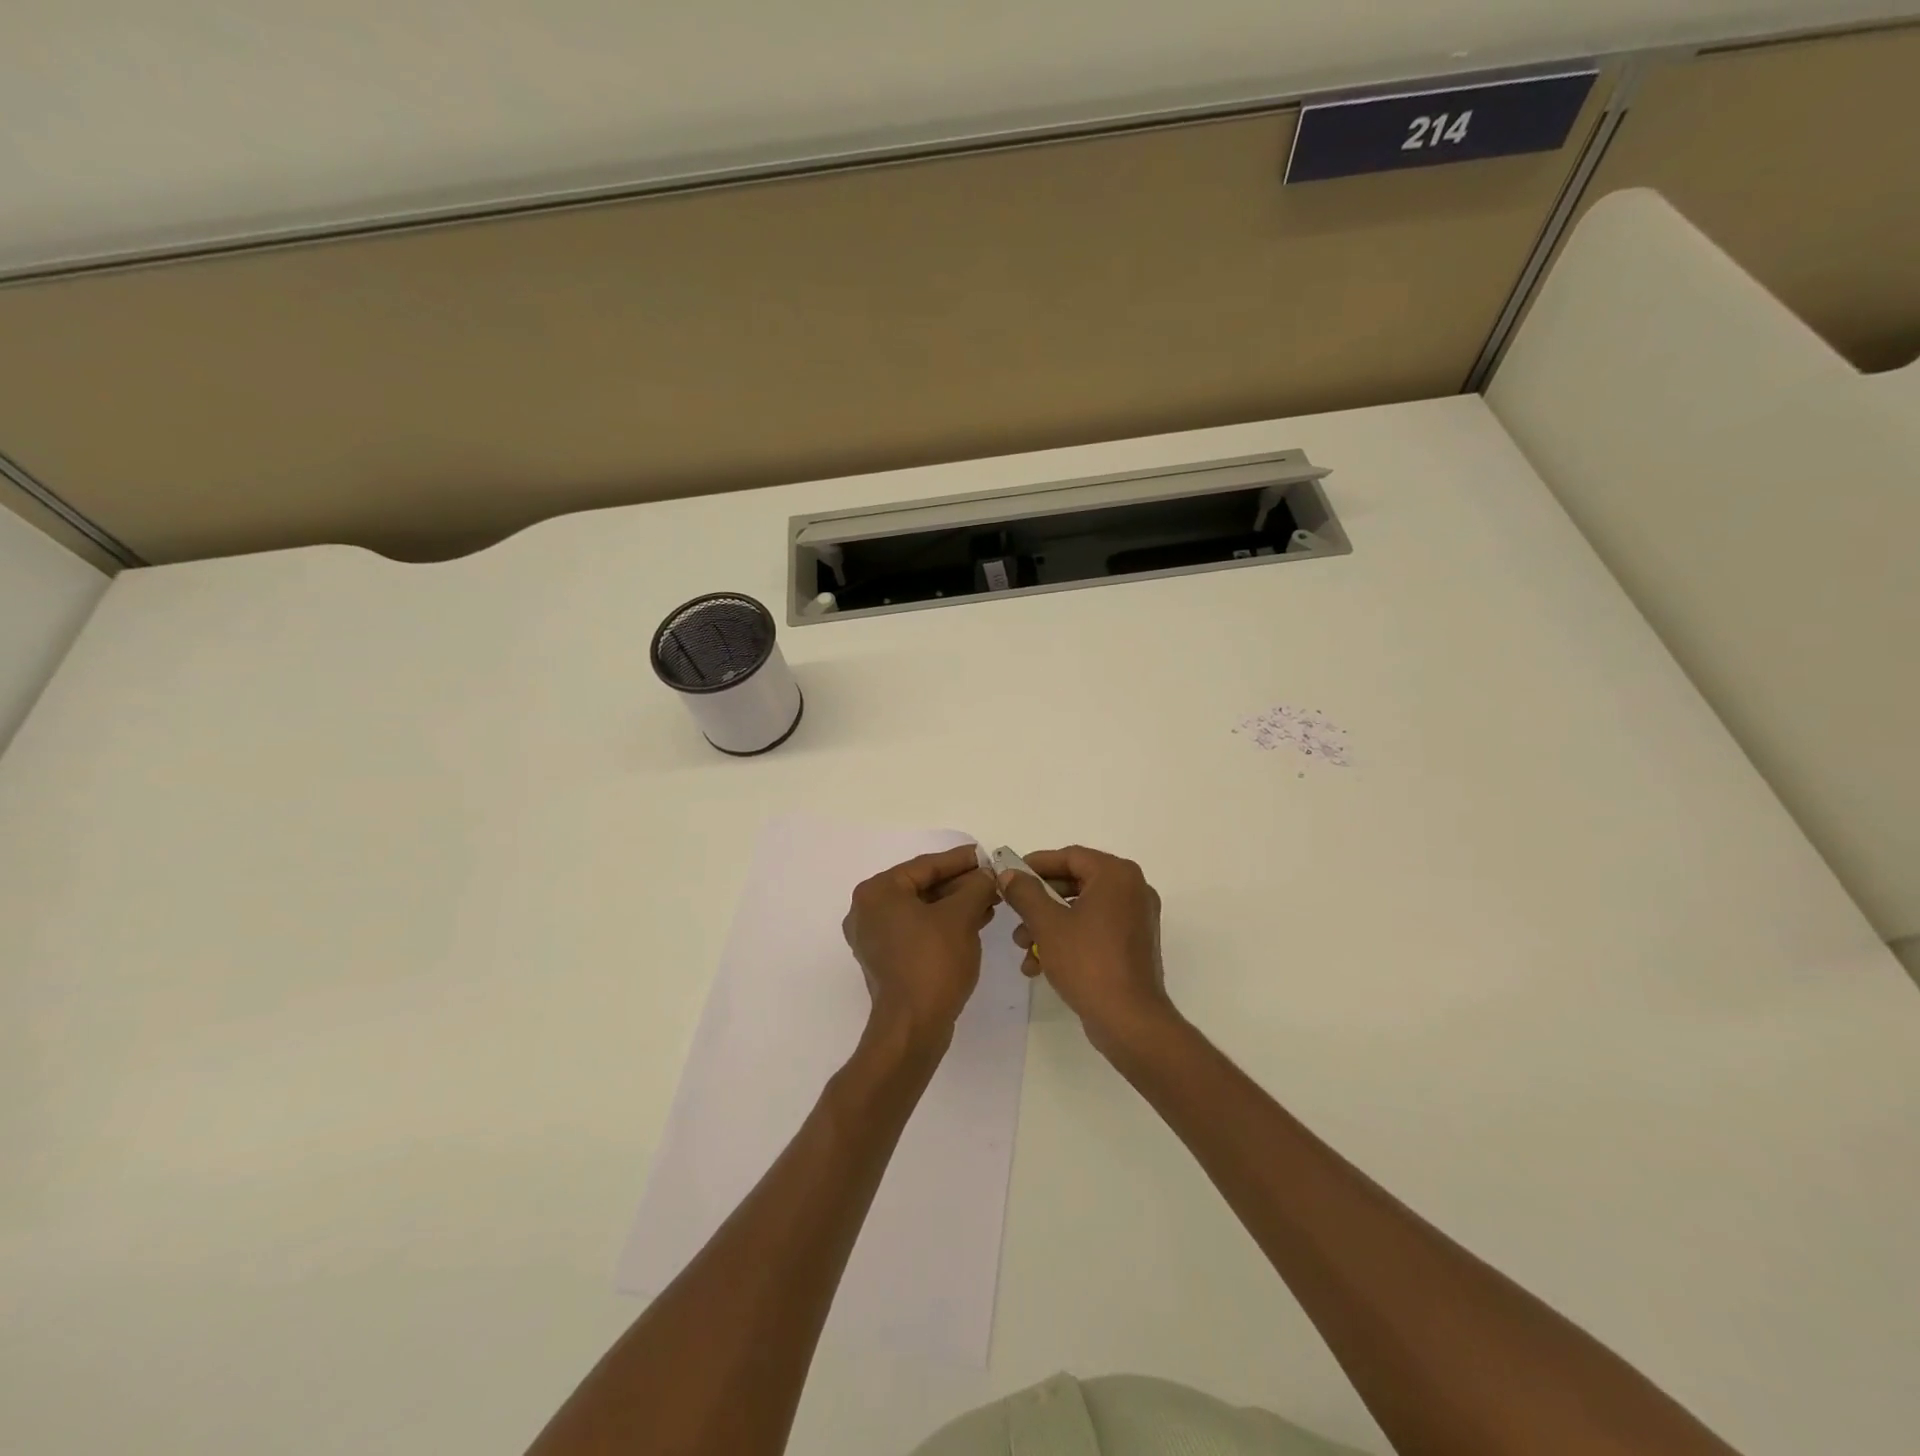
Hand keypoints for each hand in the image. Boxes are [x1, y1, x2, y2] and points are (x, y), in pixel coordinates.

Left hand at [842, 845, 1000, 1048]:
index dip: (960, 860)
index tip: (986, 855)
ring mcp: (875, 937)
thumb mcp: (961, 917)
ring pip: (922, 910)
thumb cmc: (933, 962)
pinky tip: (975, 922)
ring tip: (990, 901)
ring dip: (956, 905)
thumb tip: (986, 874)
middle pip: (922, 887)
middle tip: (992, 881)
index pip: (925, 865)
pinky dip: (944, 924)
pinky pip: (918, 930)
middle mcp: (868, 910)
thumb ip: (975, 887)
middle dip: (960, 885)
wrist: (913, 1026)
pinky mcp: (886, 960)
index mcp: (878, 892)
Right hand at [996, 845, 1177, 1058]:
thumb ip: (1025, 893)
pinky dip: (1067, 939)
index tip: (1008, 876)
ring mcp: (1135, 918)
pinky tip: (1039, 964)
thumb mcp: (1047, 924)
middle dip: (1038, 901)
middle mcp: (1132, 889)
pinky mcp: (1133, 945)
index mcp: (1116, 875)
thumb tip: (1008, 874)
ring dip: (1048, 924)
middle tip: (1013, 915)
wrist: (1129, 1021)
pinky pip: (1094, 929)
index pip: (1069, 856)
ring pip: (1081, 909)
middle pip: (1074, 882)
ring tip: (1022, 947)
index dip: (1035, 865)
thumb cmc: (1088, 962)